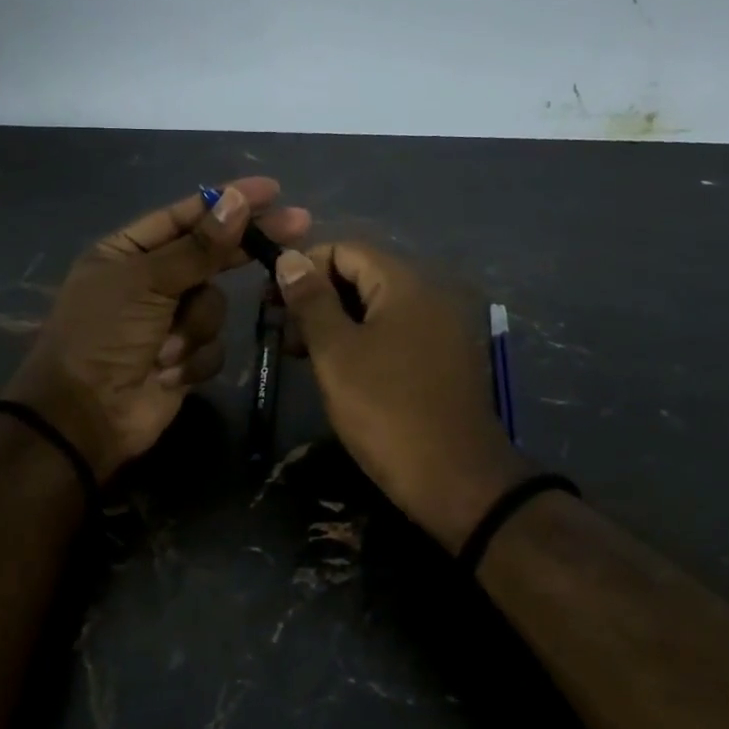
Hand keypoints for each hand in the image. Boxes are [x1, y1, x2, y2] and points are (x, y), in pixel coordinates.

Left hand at [3, 179, 310, 481]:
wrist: (85, 416)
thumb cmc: (104, 336)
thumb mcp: (146, 282)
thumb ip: (198, 247)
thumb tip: (237, 201)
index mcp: (128, 252)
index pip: (187, 216)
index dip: (228, 201)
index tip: (272, 190)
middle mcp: (150, 281)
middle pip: (210, 255)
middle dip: (244, 247)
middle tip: (299, 226)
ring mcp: (169, 321)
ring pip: (214, 304)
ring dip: (194, 327)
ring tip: (163, 348)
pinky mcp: (184, 359)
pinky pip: (212, 346)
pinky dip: (193, 359)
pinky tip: (167, 373)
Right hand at [275, 243, 531, 550]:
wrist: (456, 479)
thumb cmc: (386, 411)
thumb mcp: (336, 354)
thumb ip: (311, 302)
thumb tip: (289, 258)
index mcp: (405, 283)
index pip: (344, 249)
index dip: (303, 269)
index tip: (272, 304)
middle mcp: (429, 294)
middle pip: (362, 275)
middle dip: (318, 298)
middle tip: (286, 337)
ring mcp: (442, 327)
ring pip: (377, 307)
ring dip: (337, 323)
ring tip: (305, 358)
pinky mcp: (444, 358)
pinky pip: (396, 333)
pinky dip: (364, 341)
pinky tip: (341, 371)